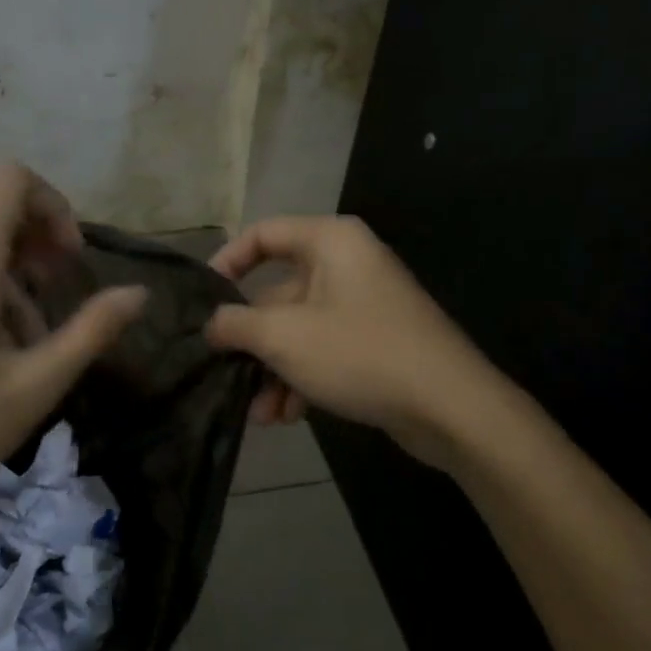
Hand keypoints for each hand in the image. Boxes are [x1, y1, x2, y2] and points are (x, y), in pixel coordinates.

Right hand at [205, 216, 494, 458]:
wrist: (449, 406)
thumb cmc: (359, 354)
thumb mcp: (283, 337)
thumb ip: (236, 324)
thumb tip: (211, 323)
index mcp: (330, 242)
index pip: (262, 234)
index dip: (226, 262)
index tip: (201, 299)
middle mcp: (347, 265)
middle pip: (277, 293)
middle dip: (251, 342)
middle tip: (225, 372)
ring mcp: (363, 304)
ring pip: (298, 330)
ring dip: (273, 371)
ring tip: (260, 415)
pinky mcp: (374, 341)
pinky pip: (323, 350)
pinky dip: (301, 378)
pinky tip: (288, 416)